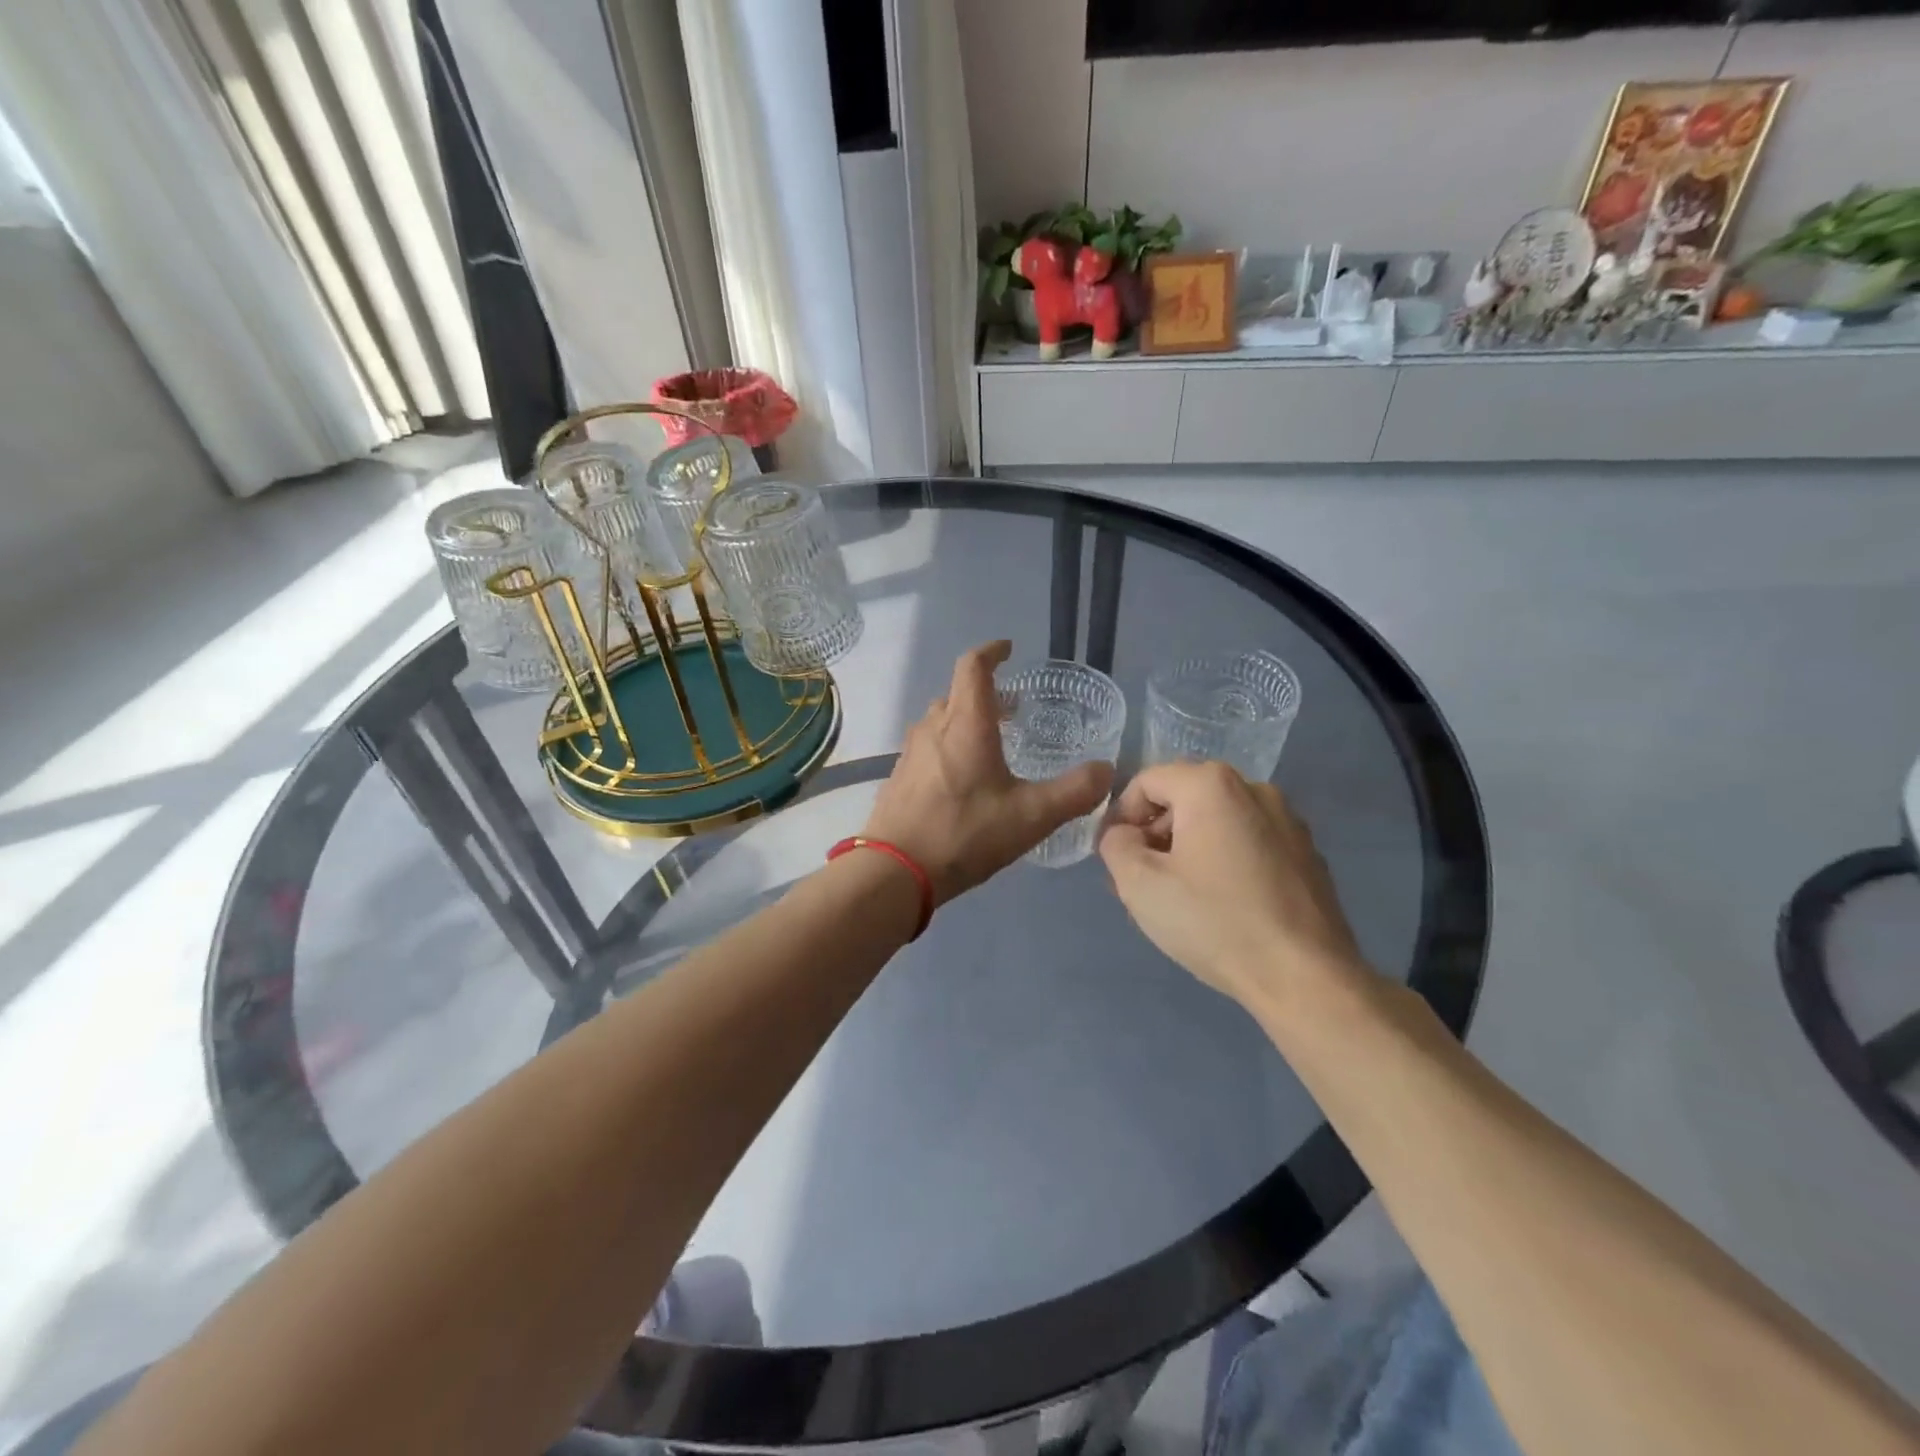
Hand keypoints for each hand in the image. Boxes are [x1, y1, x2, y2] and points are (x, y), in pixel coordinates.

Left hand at [863, 641, 1111, 904]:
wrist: (895, 871)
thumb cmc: (965, 833)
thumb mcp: (1031, 816)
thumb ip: (1074, 792)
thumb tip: (1106, 771)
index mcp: (966, 724)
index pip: (973, 667)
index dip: (992, 651)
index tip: (1009, 649)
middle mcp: (934, 728)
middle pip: (957, 693)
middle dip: (986, 692)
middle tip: (1013, 708)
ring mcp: (911, 753)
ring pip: (940, 720)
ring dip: (966, 720)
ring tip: (993, 742)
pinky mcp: (899, 778)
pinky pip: (928, 746)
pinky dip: (949, 745)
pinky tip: (964, 778)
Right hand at [1098, 761, 1365, 1007]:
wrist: (1304, 978)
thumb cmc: (1214, 922)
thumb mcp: (1139, 884)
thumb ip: (1115, 845)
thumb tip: (1125, 835)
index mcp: (1212, 785)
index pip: (1146, 782)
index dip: (1120, 817)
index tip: (1116, 859)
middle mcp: (1255, 789)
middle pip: (1184, 798)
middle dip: (1155, 834)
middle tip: (1142, 881)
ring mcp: (1288, 821)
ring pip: (1218, 821)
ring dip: (1189, 848)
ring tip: (1180, 897)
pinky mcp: (1308, 854)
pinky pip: (1249, 843)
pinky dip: (1225, 861)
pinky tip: (1222, 906)